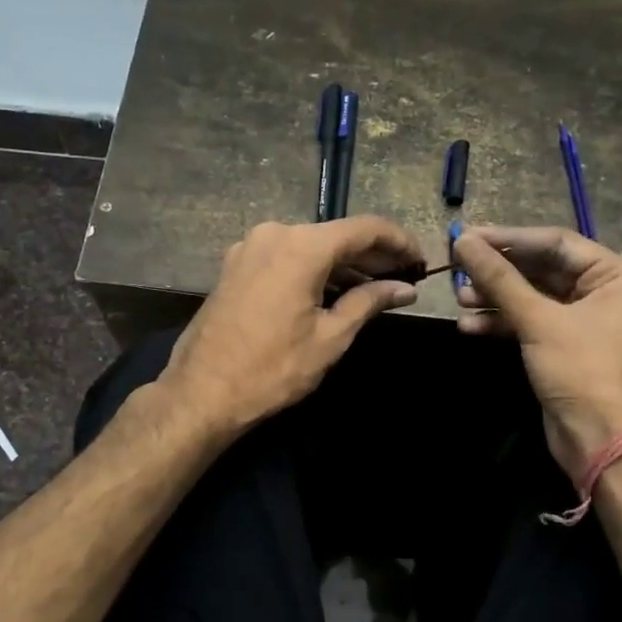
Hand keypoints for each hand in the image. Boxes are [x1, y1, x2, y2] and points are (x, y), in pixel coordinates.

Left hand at [162, 217, 424, 437]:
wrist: (201, 393)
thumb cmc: (272, 370)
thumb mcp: (330, 338)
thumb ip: (369, 302)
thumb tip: (404, 288)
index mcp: (301, 246)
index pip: (365, 228)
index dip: (399, 242)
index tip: (421, 261)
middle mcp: (274, 233)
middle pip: (336, 235)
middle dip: (373, 255)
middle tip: (404, 277)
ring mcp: (249, 248)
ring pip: (310, 246)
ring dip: (344, 265)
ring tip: (376, 288)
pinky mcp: (236, 266)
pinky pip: (286, 258)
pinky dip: (314, 270)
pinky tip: (335, 292)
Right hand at [452, 226, 621, 484]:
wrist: (602, 440)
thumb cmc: (582, 370)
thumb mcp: (538, 320)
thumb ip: (500, 278)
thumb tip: (463, 241)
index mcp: (615, 274)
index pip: (555, 242)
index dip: (508, 238)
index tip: (466, 236)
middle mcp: (604, 291)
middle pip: (541, 269)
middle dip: (498, 272)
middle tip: (458, 267)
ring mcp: (584, 321)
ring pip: (531, 297)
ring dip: (495, 298)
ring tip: (459, 299)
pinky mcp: (565, 346)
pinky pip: (530, 322)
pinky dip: (502, 323)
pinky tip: (469, 327)